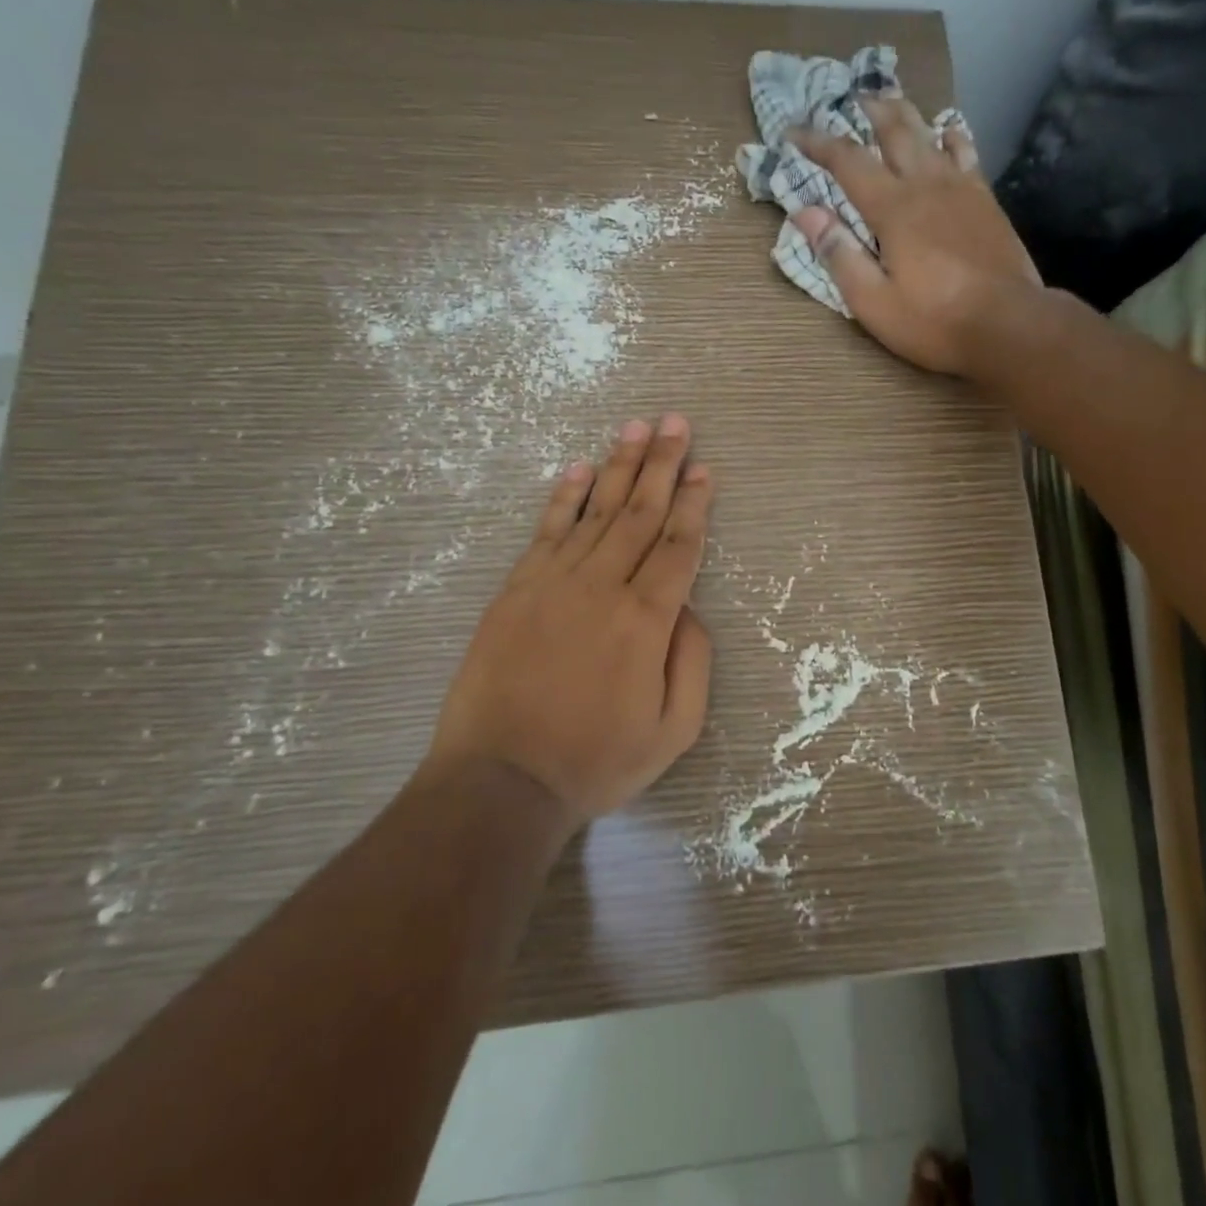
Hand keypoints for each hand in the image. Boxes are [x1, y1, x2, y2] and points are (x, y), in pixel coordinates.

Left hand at [431, 415, 714, 822]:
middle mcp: (602, 587)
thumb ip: (692, 661)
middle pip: (640, 513)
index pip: (677, 546)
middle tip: (676, 423)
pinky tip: (579, 468)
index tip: (705, 469)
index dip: (695, 504)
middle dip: (663, 465)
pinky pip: (546, 531)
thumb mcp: (673, 729)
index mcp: (645, 620)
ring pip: (596, 511)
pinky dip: (565, 496)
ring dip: (619, 466)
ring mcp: (553, 583)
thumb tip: (688, 608)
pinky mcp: (516, 590)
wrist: (500, 782)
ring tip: (636, 427)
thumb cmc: (595, 760)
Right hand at [788, 96, 1042, 374]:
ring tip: (893, 101)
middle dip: (869, 111)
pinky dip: (951, 136)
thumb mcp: (874, 302)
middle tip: (851, 97)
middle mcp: (926, 185)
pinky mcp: (986, 201)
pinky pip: (966, 153)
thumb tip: (806, 213)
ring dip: (907, 115)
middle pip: (895, 132)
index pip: (847, 162)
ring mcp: (962, 189)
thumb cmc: (935, 321)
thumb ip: (839, 256)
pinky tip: (948, 132)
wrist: (1009, 324)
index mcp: (893, 209)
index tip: (793, 131)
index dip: (818, 143)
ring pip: (930, 135)